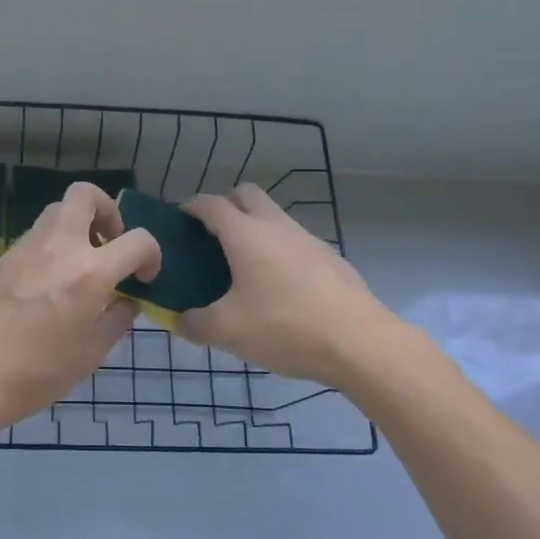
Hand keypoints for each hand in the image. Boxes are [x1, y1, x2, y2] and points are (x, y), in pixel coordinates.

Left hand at [0, 183, 161, 436]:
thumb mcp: (92, 353)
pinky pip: (38, 233)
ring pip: (58, 209)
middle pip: (85, 195)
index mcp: (89, 273)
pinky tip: (53, 279)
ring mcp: (28, 247)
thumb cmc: (39, 372)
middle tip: (110, 244)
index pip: (138, 240)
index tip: (144, 278)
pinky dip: (55, 243)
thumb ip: (117, 318)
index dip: (152, 255)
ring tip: (83, 262)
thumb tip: (127, 300)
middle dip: (108, 211)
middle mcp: (59, 247)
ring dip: (79, 225)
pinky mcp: (6, 256)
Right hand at [180, 184, 403, 388]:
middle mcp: (277, 227)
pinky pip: (296, 243)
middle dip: (226, 206)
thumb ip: (195, 325)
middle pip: (247, 195)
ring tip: (243, 267)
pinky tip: (279, 289)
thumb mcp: (229, 332)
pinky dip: (279, 252)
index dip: (191, 206)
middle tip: (211, 237)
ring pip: (275, 217)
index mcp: (246, 235)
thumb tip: (178, 322)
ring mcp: (309, 240)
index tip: (179, 219)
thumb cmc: (286, 327)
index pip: (211, 204)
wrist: (361, 343)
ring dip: (255, 229)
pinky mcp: (331, 259)